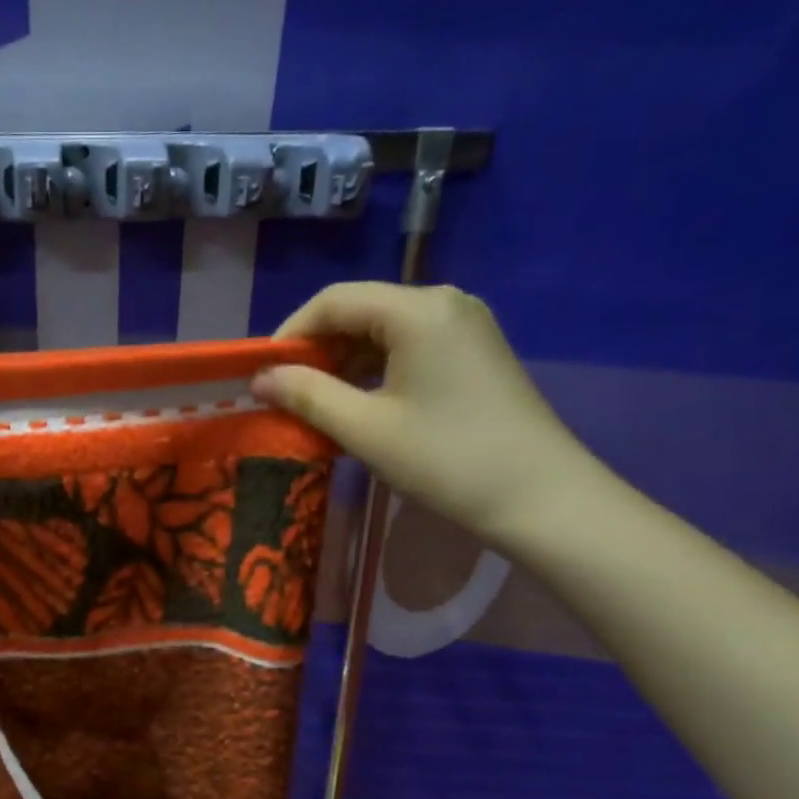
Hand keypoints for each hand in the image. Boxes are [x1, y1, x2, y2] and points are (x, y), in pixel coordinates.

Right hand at [252, 282, 596, 547]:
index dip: (289, 334)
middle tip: (285, 396)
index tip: (261, 376)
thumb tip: (259, 379)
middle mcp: (443, 302)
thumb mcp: (364, 429)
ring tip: (316, 406)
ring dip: (342, 364)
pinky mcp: (473, 352)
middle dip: (315, 350)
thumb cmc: (445, 459)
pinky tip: (358, 405)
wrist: (539, 497)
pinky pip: (408, 347)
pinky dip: (374, 371)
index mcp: (417, 310)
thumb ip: (306, 395)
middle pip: (359, 311)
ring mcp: (464, 326)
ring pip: (382, 331)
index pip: (333, 301)